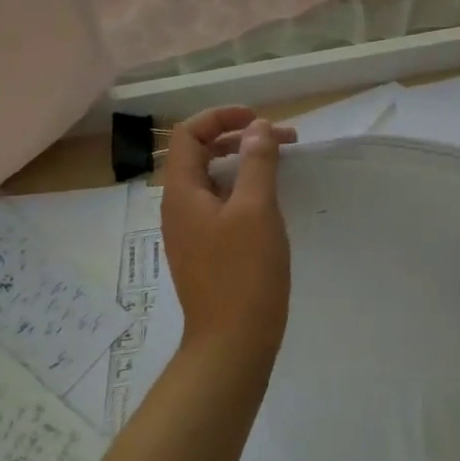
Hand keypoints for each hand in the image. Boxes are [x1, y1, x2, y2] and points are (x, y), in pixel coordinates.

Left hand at [160, 106, 295, 371]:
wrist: (232, 344)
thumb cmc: (244, 272)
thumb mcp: (256, 208)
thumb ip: (257, 161)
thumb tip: (258, 127)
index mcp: (181, 192)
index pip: (188, 134)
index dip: (220, 116)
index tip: (258, 119)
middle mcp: (178, 207)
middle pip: (200, 154)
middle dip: (239, 137)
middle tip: (281, 138)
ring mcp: (190, 232)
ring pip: (212, 180)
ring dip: (243, 163)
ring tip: (280, 163)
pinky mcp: (206, 251)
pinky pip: (220, 204)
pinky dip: (243, 189)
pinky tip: (269, 200)